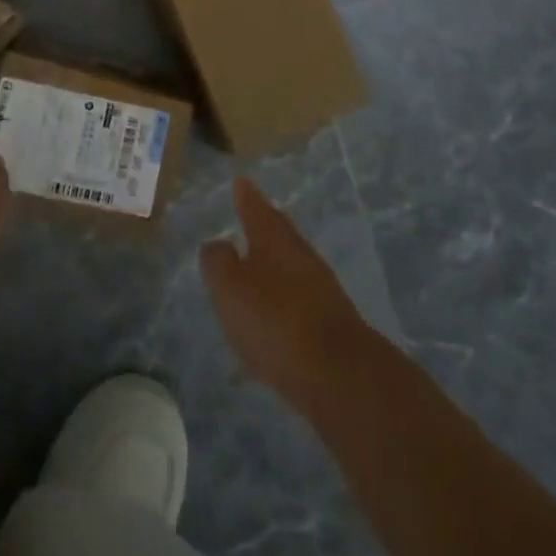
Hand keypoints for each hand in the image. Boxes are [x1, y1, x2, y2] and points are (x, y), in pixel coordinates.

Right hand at [201, 178, 380, 410]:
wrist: (337, 374)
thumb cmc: (275, 320)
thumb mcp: (230, 287)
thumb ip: (218, 262)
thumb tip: (218, 244)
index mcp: (274, 240)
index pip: (257, 209)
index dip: (247, 197)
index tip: (241, 182)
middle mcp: (300, 256)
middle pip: (280, 233)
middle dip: (266, 224)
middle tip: (253, 214)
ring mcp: (320, 290)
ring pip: (290, 267)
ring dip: (273, 265)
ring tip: (256, 269)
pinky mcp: (329, 325)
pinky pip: (297, 302)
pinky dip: (282, 302)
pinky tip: (270, 321)